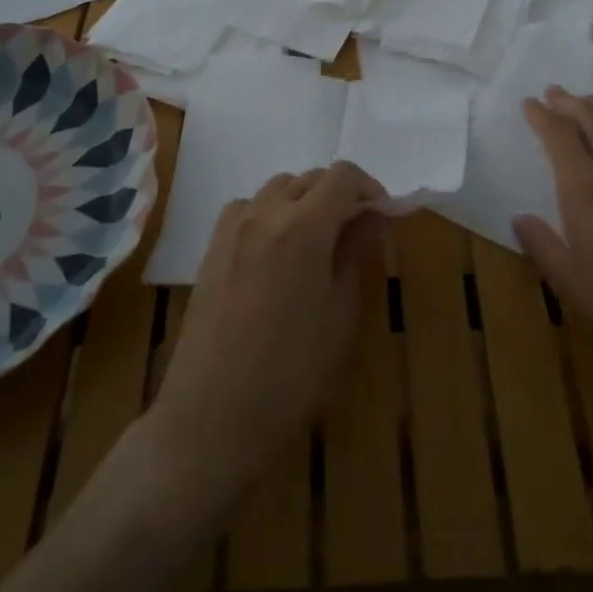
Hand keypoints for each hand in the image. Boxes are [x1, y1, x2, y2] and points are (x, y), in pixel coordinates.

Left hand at [148, 162, 386, 511]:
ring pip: (275, 190)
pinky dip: (268, 214)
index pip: (342, 177)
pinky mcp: (210, 249)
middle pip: (308, 179)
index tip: (382, 215)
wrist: (214, 414)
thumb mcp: (340, 314)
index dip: (369, 188)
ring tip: (315, 240)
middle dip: (337, 195)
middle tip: (355, 232)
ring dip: (301, 201)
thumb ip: (356, 254)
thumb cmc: (292, 371)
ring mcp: (232, 229)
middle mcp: (265, 213)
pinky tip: (274, 251)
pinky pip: (246, 210)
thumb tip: (372, 218)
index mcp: (304, 226)